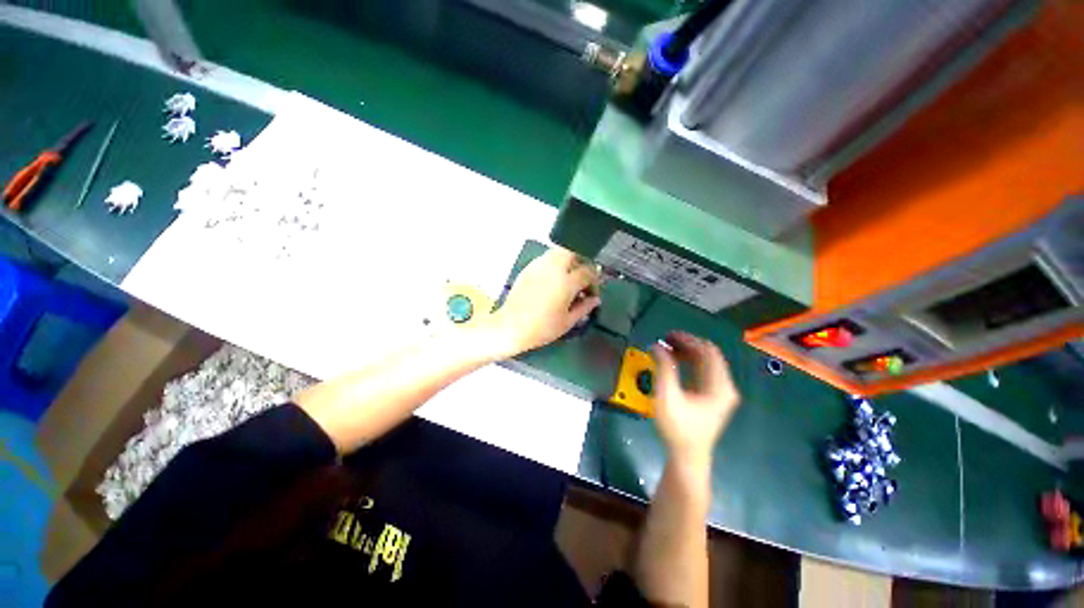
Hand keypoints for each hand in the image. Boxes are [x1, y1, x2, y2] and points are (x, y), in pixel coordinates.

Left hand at [483, 247, 600, 357]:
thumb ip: (584, 307)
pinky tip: (553, 280)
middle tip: (581, 281)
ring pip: (558, 252)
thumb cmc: (541, 328)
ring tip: (567, 278)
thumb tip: (595, 300)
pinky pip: (546, 258)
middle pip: (574, 254)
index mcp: (566, 282)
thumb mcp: (567, 322)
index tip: (591, 294)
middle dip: (581, 264)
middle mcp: (553, 269)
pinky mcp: (528, 268)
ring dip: (568, 261)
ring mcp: (539, 266)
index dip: (594, 283)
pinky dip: (554, 264)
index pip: (587, 272)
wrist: (511, 327)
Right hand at [652, 332, 740, 469]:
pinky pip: (703, 371)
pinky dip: (689, 362)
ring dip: (687, 352)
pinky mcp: (713, 396)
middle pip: (709, 355)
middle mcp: (725, 386)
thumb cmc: (678, 428)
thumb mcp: (667, 396)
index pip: (708, 352)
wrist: (687, 456)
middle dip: (687, 344)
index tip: (667, 336)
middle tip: (665, 340)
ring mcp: (721, 392)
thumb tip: (656, 346)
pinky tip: (674, 361)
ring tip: (667, 349)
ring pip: (706, 362)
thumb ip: (663, 368)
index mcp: (719, 386)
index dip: (688, 340)